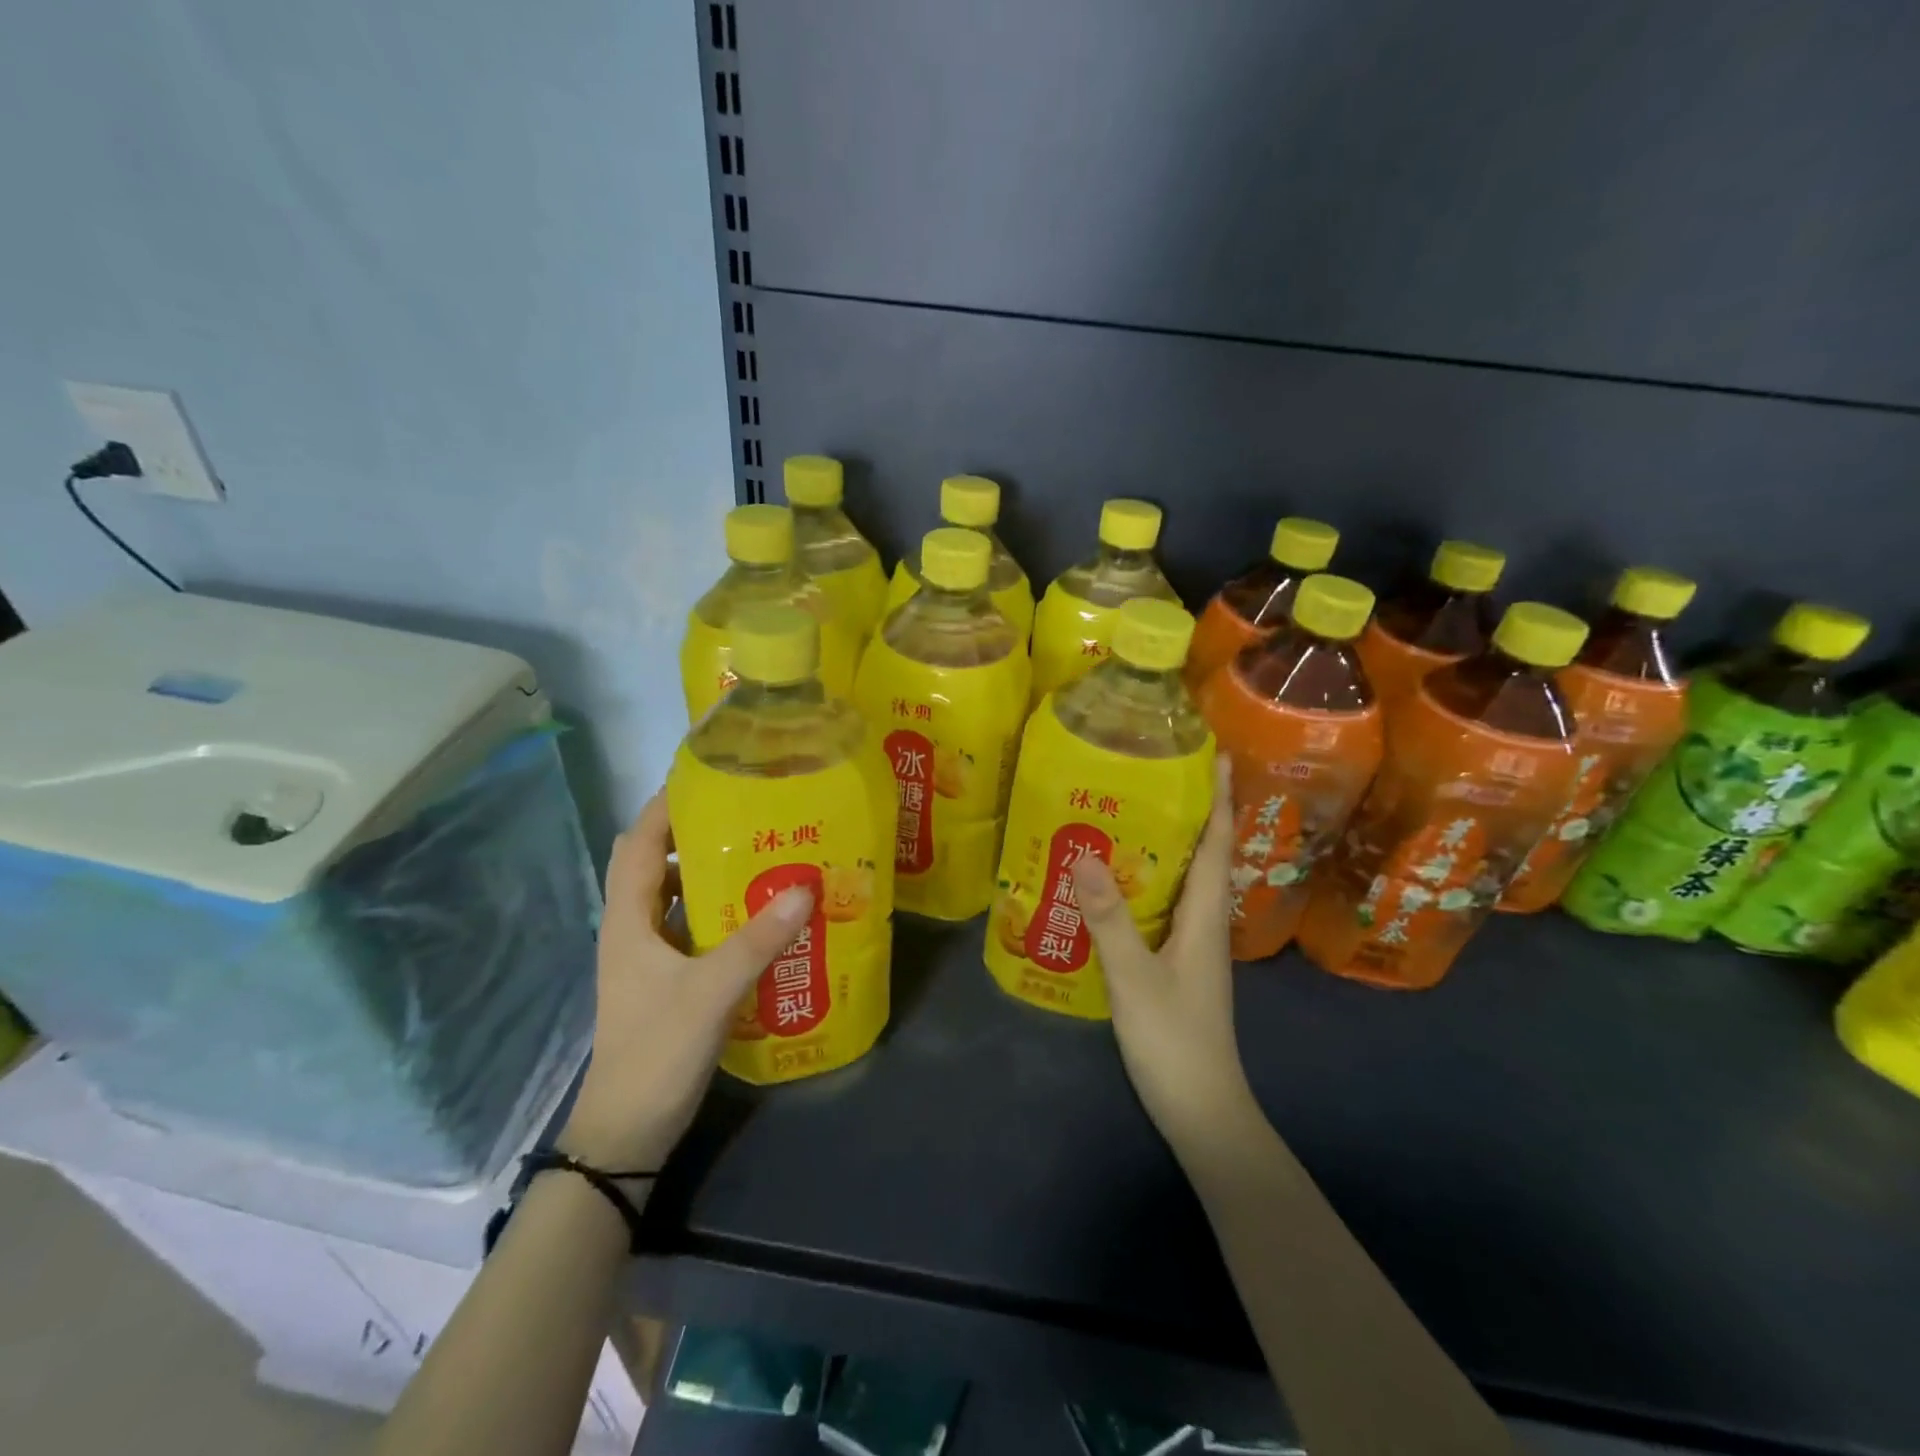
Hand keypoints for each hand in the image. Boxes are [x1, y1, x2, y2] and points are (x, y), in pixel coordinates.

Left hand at [559, 793, 811, 1171]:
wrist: (626, 1133)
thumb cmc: (656, 1052)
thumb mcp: (711, 991)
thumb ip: (758, 940)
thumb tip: (805, 886)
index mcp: (628, 918)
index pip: (639, 841)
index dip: (668, 805)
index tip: (713, 777)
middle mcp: (632, 927)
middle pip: (657, 862)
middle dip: (697, 833)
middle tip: (751, 813)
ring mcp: (648, 956)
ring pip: (675, 896)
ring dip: (710, 873)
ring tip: (762, 853)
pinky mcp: (666, 979)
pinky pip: (691, 927)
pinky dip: (718, 911)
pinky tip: (758, 913)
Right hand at [1071, 756, 1260, 1152]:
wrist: (1202, 1109)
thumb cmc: (1174, 1040)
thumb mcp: (1134, 976)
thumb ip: (1109, 917)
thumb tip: (1085, 853)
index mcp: (1205, 916)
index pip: (1217, 844)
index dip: (1221, 798)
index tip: (1219, 755)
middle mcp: (1206, 922)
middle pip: (1205, 854)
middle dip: (1192, 811)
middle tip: (1157, 772)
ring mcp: (1194, 945)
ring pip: (1185, 880)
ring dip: (1170, 844)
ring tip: (1132, 813)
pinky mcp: (1178, 963)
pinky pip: (1168, 905)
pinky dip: (1150, 880)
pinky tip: (1117, 880)